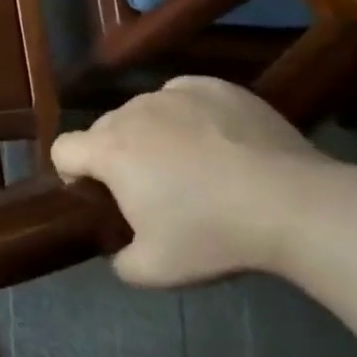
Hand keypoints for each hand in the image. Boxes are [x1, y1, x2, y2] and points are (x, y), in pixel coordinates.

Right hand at [51, 77, 346, 286]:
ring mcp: (174, 94)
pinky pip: (182, 97)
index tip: (98, 195)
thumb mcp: (155, 270)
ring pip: (143, 111)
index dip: (71, 172)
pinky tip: (216, 141)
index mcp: (109, 150)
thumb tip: (118, 250)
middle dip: (115, 155)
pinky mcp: (213, 86)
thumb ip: (120, 261)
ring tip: (190, 164)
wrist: (293, 204)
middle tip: (151, 188)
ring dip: (151, 133)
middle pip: (104, 129)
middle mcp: (132, 111)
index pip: (63, 149)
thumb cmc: (213, 234)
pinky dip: (186, 115)